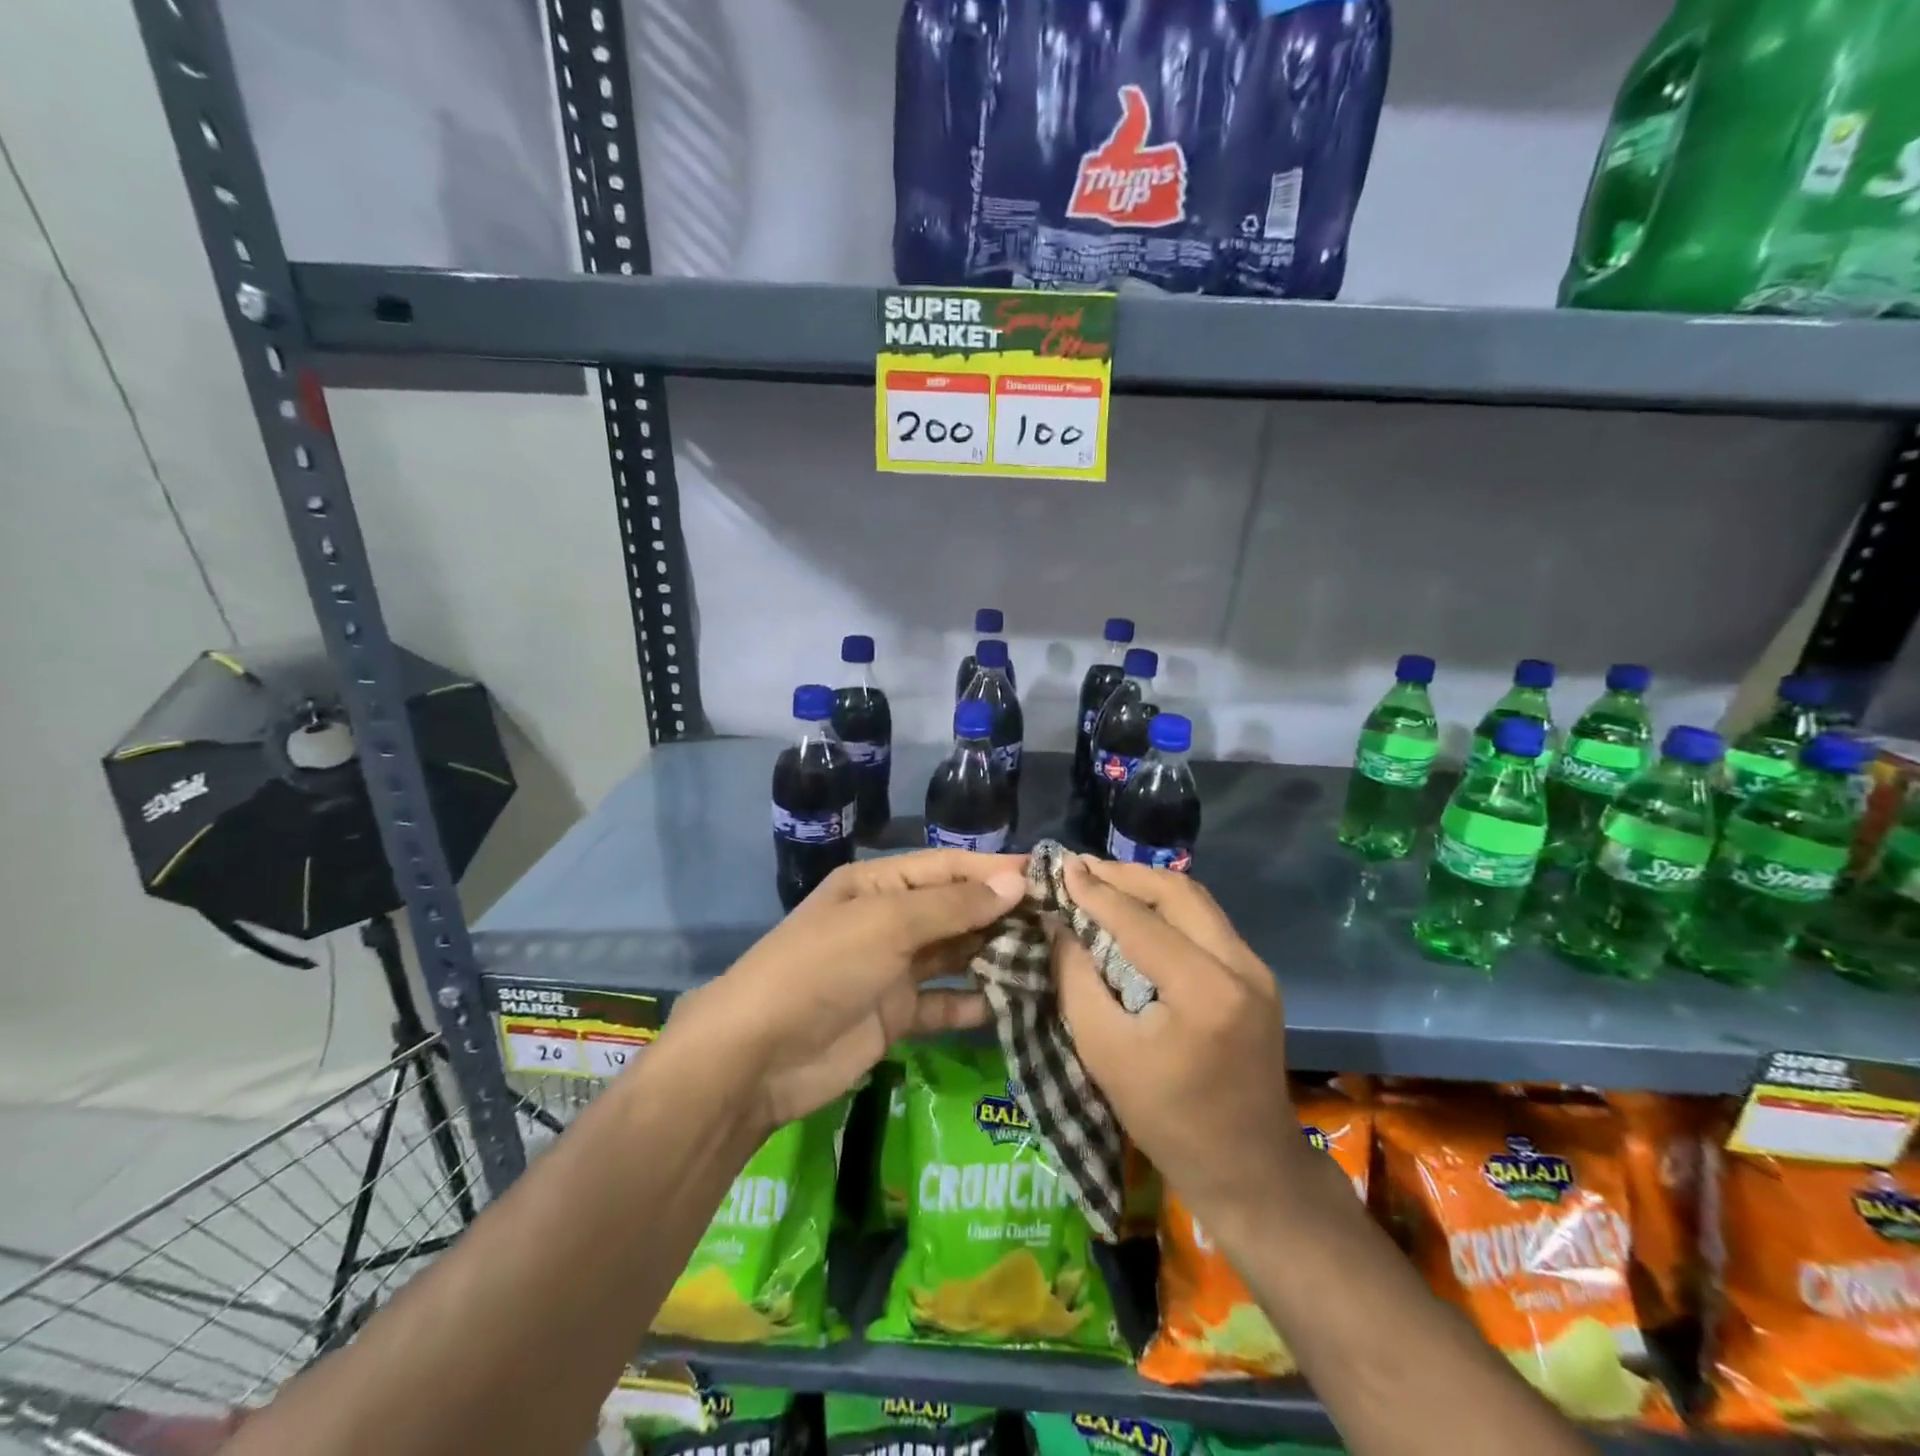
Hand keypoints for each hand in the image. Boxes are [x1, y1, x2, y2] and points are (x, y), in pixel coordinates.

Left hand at [664, 850, 1025, 1128]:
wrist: (757, 1056)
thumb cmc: (822, 968)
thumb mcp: (886, 925)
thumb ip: (953, 906)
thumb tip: (1016, 881)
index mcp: (879, 885)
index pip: (948, 868)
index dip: (996, 869)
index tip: (1049, 875)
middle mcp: (889, 921)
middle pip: (956, 910)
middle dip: (1003, 913)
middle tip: (1061, 922)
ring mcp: (892, 970)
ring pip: (955, 955)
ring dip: (995, 956)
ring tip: (1050, 959)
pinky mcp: (896, 1016)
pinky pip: (944, 1002)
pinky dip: (974, 1002)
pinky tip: (1013, 1003)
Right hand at [1053, 857, 1305, 1237]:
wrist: (1249, 1168)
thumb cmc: (1168, 1119)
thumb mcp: (1104, 1052)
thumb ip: (1077, 979)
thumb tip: (1060, 924)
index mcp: (1205, 990)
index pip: (1140, 921)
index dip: (1096, 891)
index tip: (1061, 866)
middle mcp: (1240, 965)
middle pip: (1178, 893)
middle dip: (1125, 875)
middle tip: (1081, 868)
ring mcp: (1256, 968)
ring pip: (1196, 901)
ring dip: (1148, 886)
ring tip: (1103, 881)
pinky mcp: (1257, 976)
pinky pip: (1207, 922)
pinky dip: (1168, 907)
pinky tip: (1137, 911)